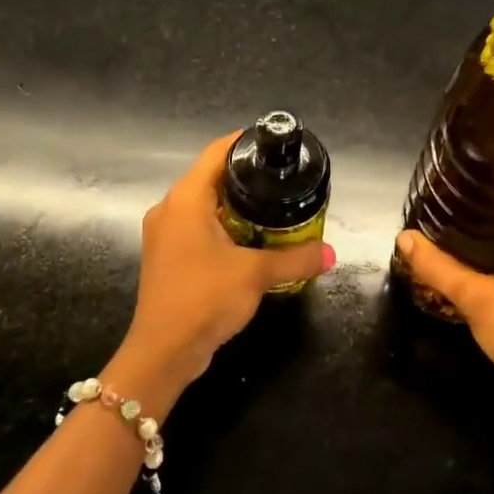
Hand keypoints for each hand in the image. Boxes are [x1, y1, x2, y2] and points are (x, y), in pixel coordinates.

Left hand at [111, 131, 335, 413]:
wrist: (163, 352)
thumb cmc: (204, 299)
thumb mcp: (256, 275)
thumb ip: (295, 259)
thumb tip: (330, 253)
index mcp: (185, 199)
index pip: (216, 152)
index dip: (244, 141)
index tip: (273, 143)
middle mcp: (169, 208)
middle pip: (210, 177)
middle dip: (245, 176)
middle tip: (281, 178)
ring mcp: (164, 234)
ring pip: (203, 204)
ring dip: (234, 204)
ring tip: (272, 206)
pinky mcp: (167, 256)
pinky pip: (197, 227)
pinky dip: (222, 226)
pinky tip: (249, 239)